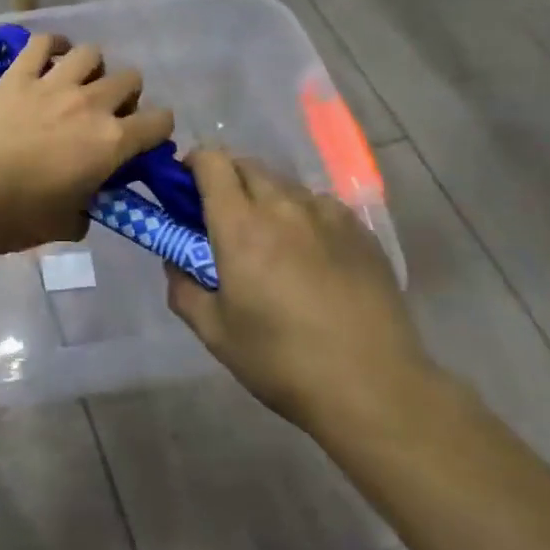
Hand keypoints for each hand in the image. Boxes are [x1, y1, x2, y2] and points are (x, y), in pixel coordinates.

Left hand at [0, 34, 173, 254]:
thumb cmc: (18, 217)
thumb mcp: (67, 225)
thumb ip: (87, 210)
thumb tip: (85, 205)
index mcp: (111, 142)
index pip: (160, 121)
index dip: (158, 129)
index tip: (143, 140)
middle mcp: (91, 104)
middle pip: (130, 78)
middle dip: (126, 94)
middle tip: (106, 114)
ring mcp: (53, 84)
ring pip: (91, 52)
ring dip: (91, 67)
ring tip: (77, 83)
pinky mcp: (17, 75)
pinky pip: (42, 43)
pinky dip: (51, 45)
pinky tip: (49, 56)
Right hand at [166, 150, 442, 448]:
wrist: (374, 387)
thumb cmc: (282, 361)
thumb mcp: (215, 333)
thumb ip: (183, 288)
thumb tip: (175, 262)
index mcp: (241, 226)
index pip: (210, 161)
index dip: (192, 165)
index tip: (184, 190)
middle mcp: (283, 206)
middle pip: (246, 165)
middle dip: (225, 180)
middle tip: (221, 220)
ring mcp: (327, 214)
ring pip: (283, 185)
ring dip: (264, 198)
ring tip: (269, 242)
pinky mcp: (360, 230)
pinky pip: (319, 205)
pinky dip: (301, 216)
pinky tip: (310, 257)